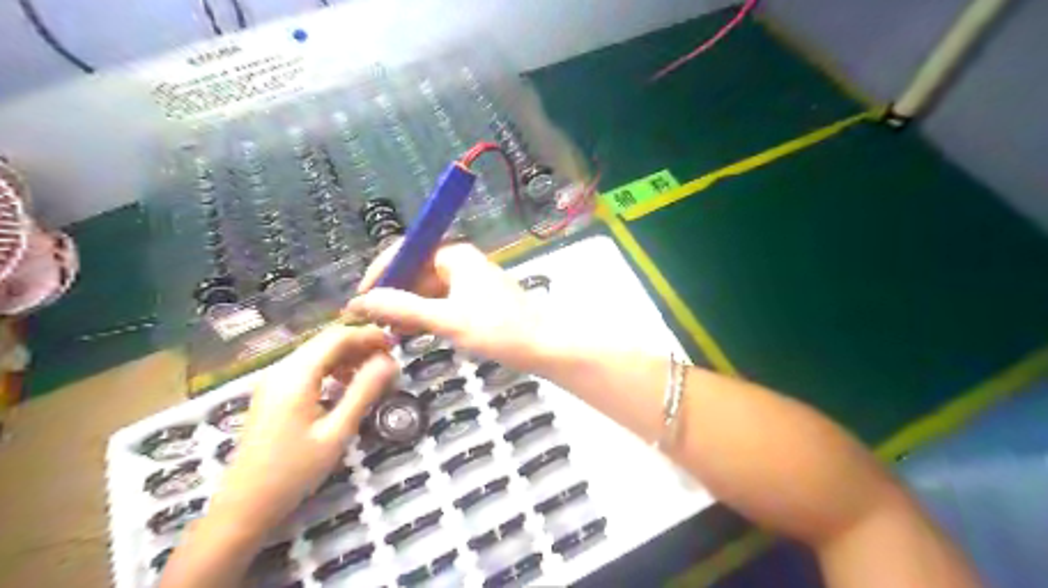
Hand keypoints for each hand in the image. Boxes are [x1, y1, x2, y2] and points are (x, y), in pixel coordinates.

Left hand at [208, 325, 395, 533]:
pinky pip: (307, 368)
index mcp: (296, 376)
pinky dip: (332, 369)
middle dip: (360, 344)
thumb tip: (390, 362)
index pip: (337, 337)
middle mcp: (281, 370)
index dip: (368, 335)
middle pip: (326, 341)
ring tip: (374, 373)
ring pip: (317, 353)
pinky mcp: (272, 393)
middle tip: (390, 360)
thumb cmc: (293, 472)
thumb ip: (364, 392)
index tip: (396, 345)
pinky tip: (346, 385)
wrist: (243, 507)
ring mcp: (273, 381)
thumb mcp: (337, 432)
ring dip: (347, 357)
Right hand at [347, 240, 551, 372]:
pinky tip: (412, 332)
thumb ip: (403, 308)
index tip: (360, 300)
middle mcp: (460, 262)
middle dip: (392, 294)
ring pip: (427, 289)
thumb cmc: (499, 329)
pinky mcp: (475, 300)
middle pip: (415, 271)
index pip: (405, 251)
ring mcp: (469, 281)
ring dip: (407, 307)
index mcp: (454, 255)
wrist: (545, 346)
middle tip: (370, 322)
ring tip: (387, 331)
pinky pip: (441, 302)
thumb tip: (360, 302)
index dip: (380, 273)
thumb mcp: (447, 319)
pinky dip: (425, 315)